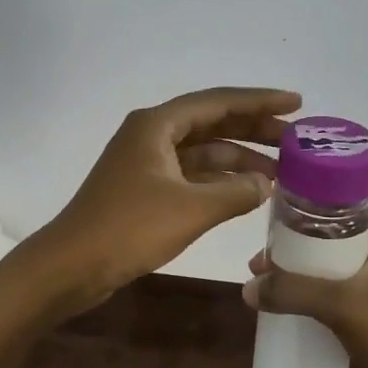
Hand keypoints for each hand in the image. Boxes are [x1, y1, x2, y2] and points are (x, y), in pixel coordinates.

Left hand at [29, 87, 300, 315]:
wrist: (71, 266)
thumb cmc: (129, 228)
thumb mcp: (190, 209)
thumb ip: (235, 192)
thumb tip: (266, 185)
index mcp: (157, 124)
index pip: (218, 102)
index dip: (259, 102)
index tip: (296, 104)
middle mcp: (152, 134)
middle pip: (212, 123)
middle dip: (254, 130)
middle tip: (296, 140)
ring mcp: (147, 162)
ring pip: (203, 151)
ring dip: (239, 159)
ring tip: (281, 173)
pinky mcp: (145, 189)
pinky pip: (192, 174)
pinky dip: (220, 180)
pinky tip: (248, 192)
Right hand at [244, 214, 367, 367]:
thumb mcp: (341, 306)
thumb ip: (293, 291)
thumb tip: (249, 288)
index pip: (348, 207)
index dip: (311, 208)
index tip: (275, 216)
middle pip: (335, 240)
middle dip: (297, 247)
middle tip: (261, 260)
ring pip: (335, 272)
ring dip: (302, 276)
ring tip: (266, 284)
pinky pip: (338, 300)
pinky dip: (314, 300)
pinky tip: (289, 310)